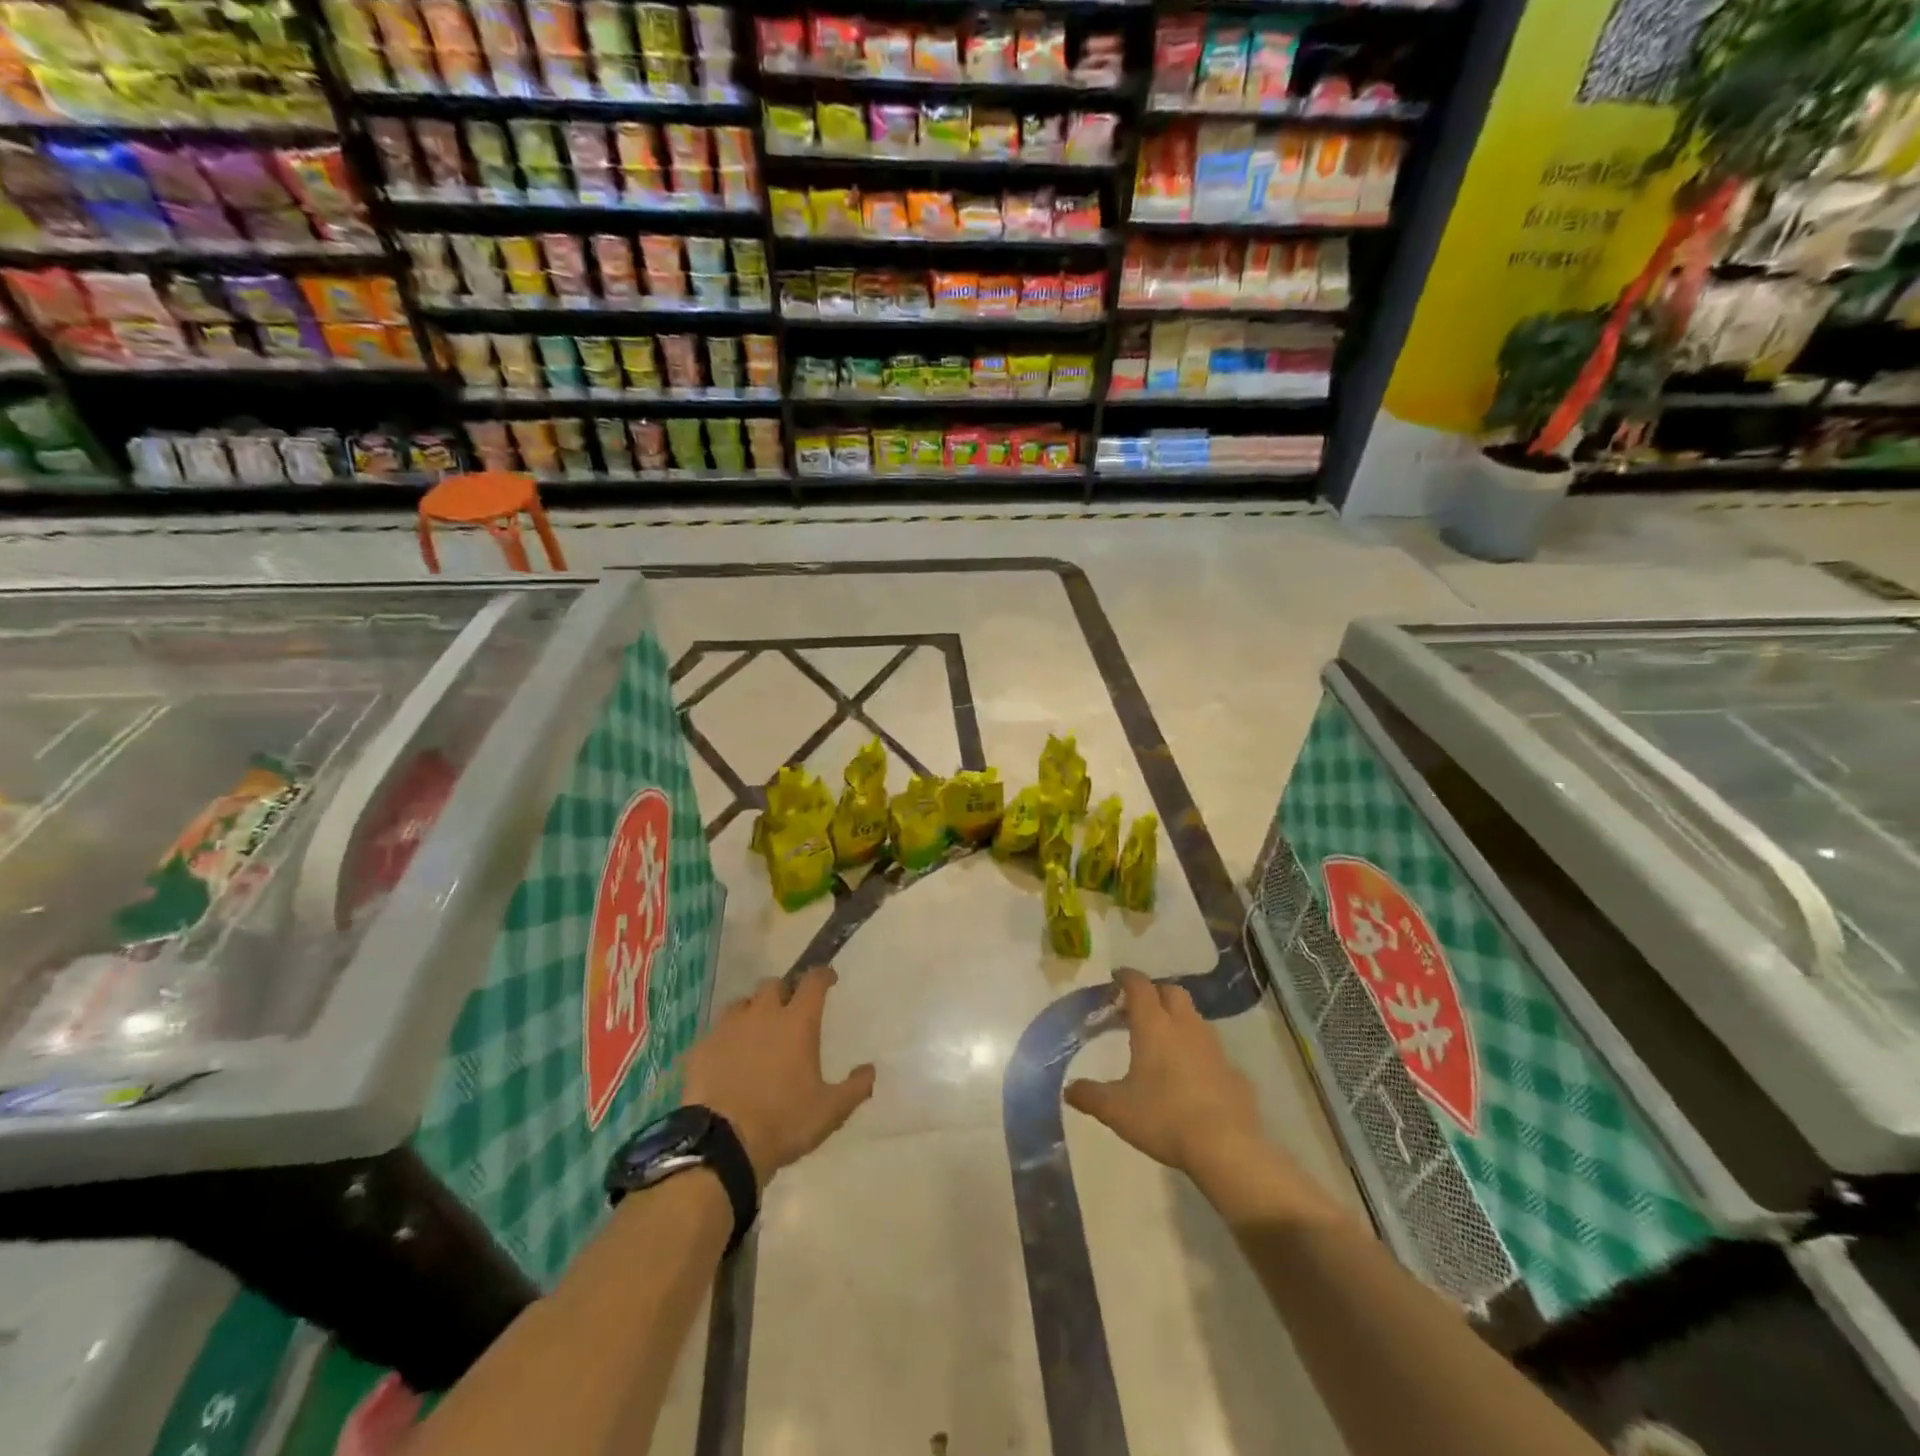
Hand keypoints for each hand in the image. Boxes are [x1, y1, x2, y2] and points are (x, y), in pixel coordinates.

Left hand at [680, 965, 874, 1187]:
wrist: (722, 1145)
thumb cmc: (784, 1122)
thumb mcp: (831, 1111)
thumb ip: (855, 1087)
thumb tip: (870, 1069)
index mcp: (797, 1022)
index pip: (813, 981)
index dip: (823, 975)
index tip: (828, 979)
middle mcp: (762, 1014)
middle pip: (773, 984)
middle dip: (784, 991)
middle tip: (789, 1011)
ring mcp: (727, 1028)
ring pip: (742, 1003)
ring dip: (752, 1011)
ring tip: (756, 1032)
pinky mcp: (701, 1048)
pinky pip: (715, 1032)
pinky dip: (725, 1039)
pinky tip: (727, 1058)